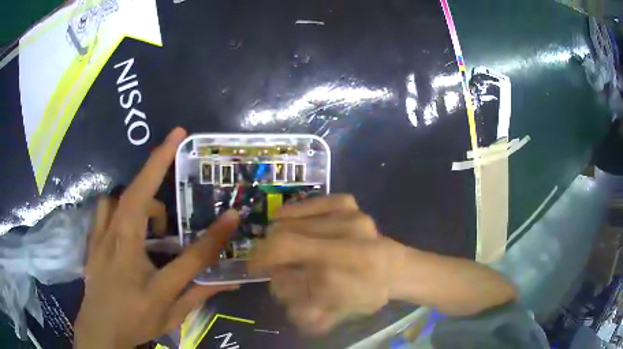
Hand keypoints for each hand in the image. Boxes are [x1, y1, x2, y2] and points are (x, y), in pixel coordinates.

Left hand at [74, 128, 240, 347]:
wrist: (99, 328)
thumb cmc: (135, 322)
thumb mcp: (171, 315)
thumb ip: (199, 294)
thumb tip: (230, 281)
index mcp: (148, 280)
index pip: (188, 257)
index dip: (213, 237)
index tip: (231, 215)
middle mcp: (120, 251)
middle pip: (138, 198)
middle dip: (157, 161)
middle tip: (176, 139)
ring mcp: (101, 240)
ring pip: (118, 198)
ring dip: (139, 194)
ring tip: (154, 219)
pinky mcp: (93, 238)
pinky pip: (105, 207)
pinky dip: (119, 205)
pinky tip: (128, 221)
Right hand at [248, 195, 406, 334]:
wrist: (395, 269)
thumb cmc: (367, 294)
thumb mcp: (336, 312)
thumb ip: (301, 307)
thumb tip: (276, 287)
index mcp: (346, 266)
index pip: (291, 257)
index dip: (264, 261)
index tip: (255, 269)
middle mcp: (348, 235)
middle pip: (286, 239)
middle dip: (269, 252)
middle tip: (270, 263)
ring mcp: (350, 215)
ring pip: (295, 221)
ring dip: (278, 234)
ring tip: (279, 245)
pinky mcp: (350, 204)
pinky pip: (314, 202)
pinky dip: (293, 211)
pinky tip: (283, 218)